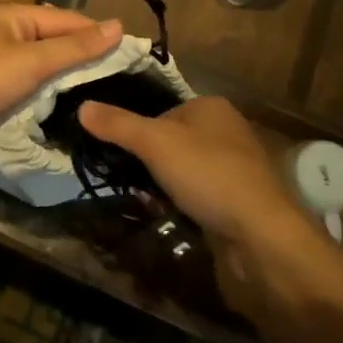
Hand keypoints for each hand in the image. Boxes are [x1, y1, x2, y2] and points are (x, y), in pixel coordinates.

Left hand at [0, 5, 122, 169]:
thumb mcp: (31, 61)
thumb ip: (75, 47)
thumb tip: (119, 26)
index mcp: (15, 18)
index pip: (69, 21)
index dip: (100, 36)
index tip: (135, 58)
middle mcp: (8, 38)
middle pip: (57, 46)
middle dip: (86, 63)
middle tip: (126, 87)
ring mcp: (0, 69)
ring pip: (45, 74)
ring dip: (67, 87)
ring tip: (107, 103)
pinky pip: (30, 95)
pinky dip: (48, 104)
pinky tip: (74, 117)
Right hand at [76, 97, 301, 242]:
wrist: (260, 236)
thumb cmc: (208, 175)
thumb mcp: (155, 143)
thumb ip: (118, 124)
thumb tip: (82, 106)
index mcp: (211, 107)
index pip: (162, 110)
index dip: (139, 131)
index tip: (117, 152)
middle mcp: (226, 132)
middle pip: (172, 141)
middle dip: (148, 163)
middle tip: (128, 181)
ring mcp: (234, 169)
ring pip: (183, 171)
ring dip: (163, 187)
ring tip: (146, 202)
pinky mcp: (235, 202)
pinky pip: (197, 197)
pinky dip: (181, 206)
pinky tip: (169, 219)